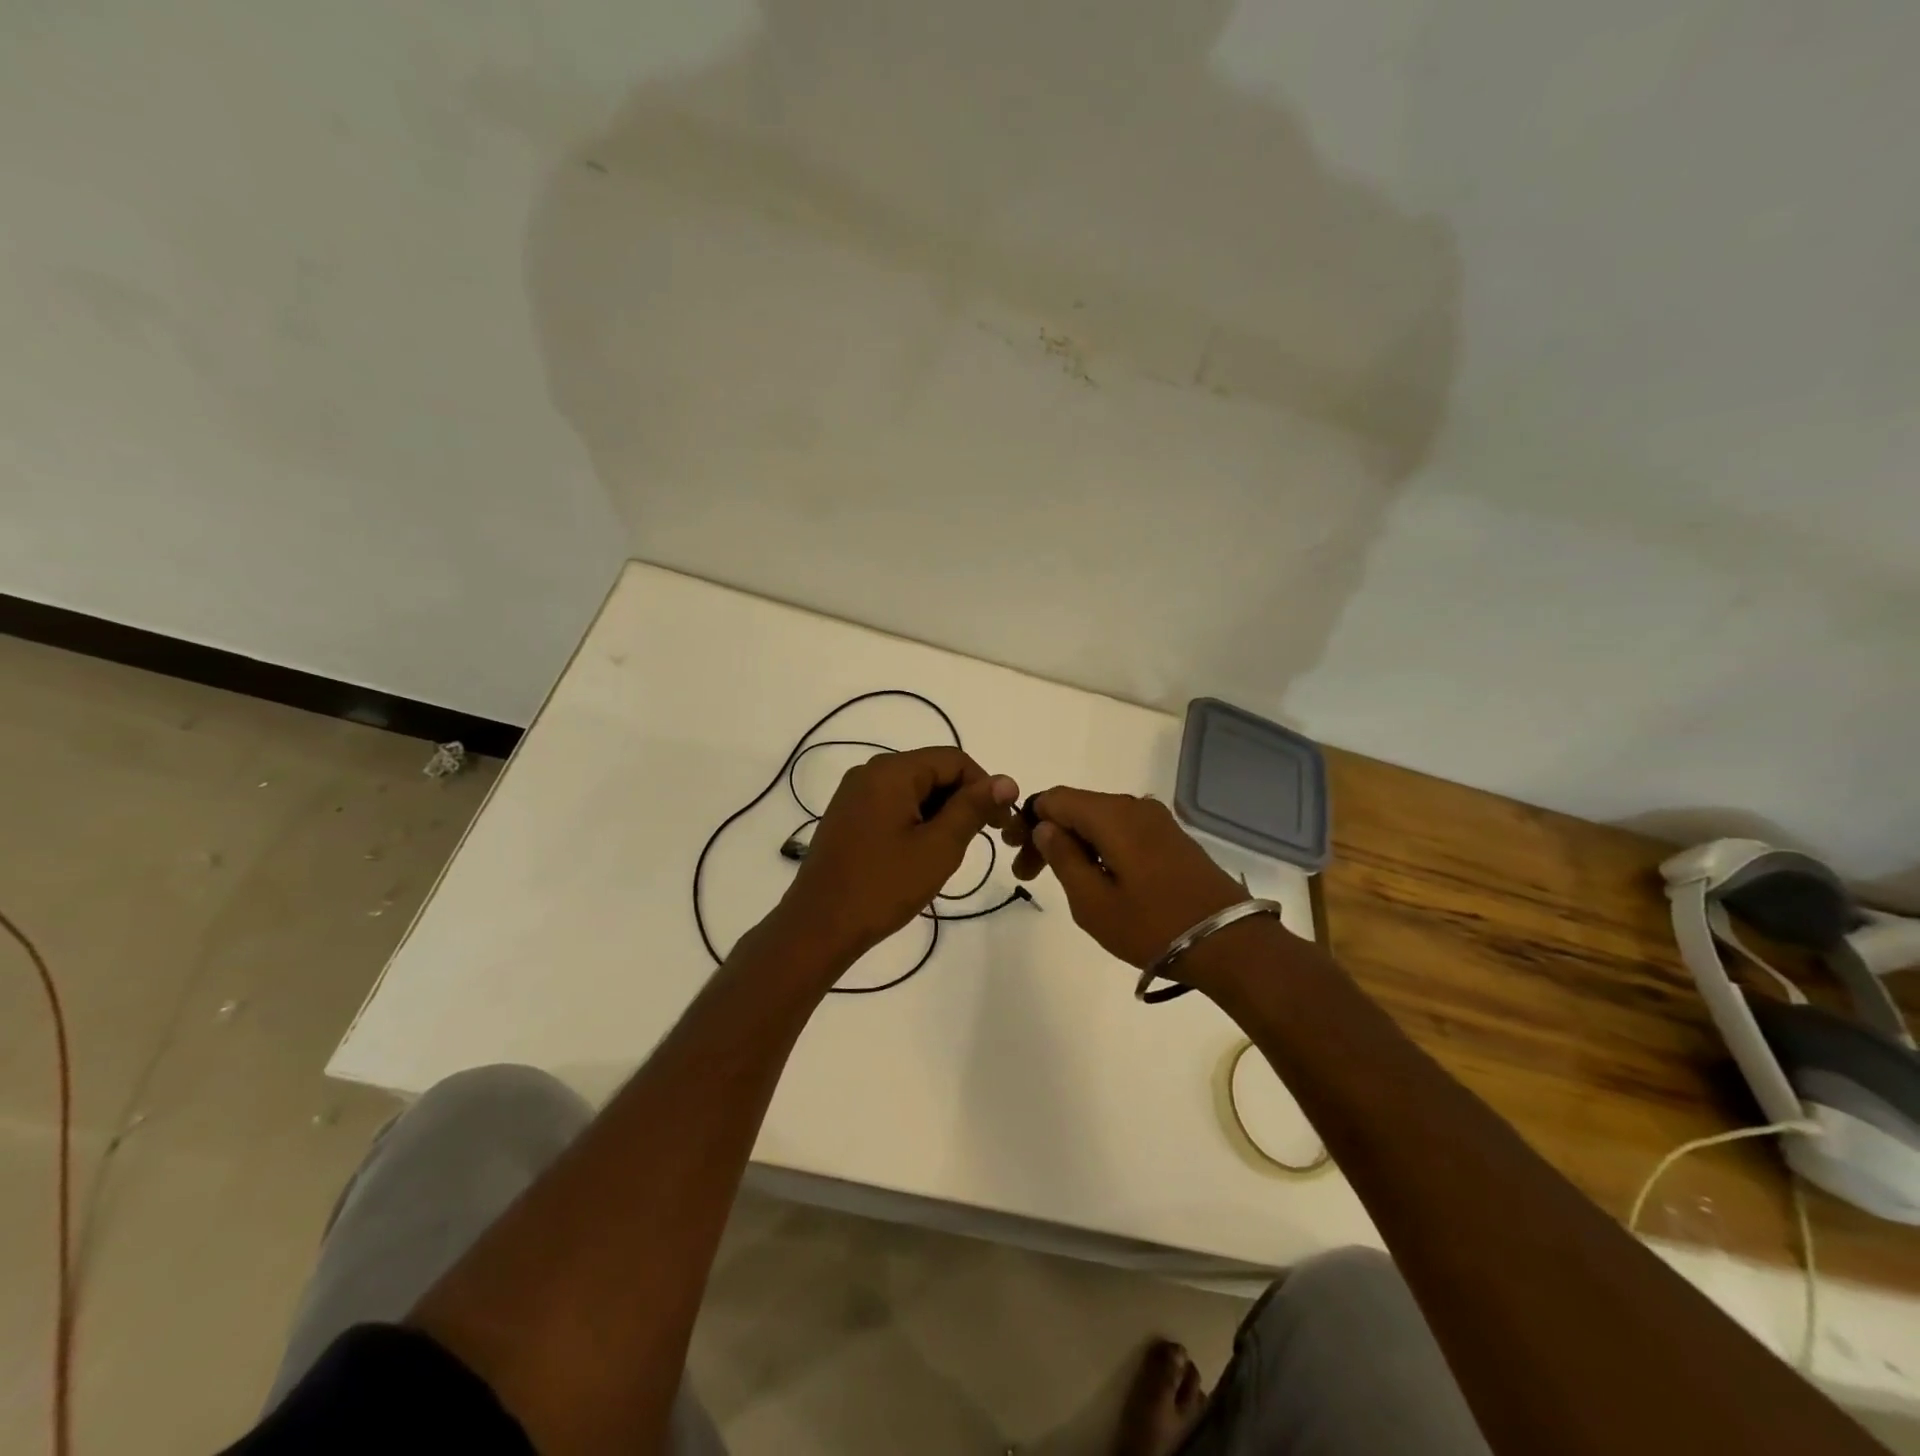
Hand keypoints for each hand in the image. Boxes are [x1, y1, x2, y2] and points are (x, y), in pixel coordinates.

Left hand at [781, 746, 1019, 963]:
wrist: (819, 927)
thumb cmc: (883, 886)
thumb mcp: (939, 847)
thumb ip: (973, 808)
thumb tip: (1006, 780)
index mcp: (892, 771)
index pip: (954, 759)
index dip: (984, 786)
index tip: (1001, 823)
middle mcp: (870, 772)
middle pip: (932, 770)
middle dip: (961, 800)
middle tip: (978, 841)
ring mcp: (854, 794)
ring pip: (913, 790)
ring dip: (939, 813)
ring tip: (947, 853)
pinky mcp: (847, 816)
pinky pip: (893, 805)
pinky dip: (916, 821)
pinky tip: (919, 854)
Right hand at [1004, 788, 1257, 986]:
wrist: (1231, 944)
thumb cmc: (1153, 926)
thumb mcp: (1093, 902)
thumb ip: (1063, 858)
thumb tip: (1045, 827)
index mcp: (1112, 815)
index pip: (1055, 799)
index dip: (1028, 820)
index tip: (1014, 854)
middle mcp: (1135, 807)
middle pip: (1078, 807)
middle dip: (1049, 835)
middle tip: (1028, 875)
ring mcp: (1158, 821)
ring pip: (1101, 820)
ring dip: (1075, 843)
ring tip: (1062, 881)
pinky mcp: (1173, 839)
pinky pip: (1124, 831)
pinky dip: (1101, 847)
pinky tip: (1098, 877)